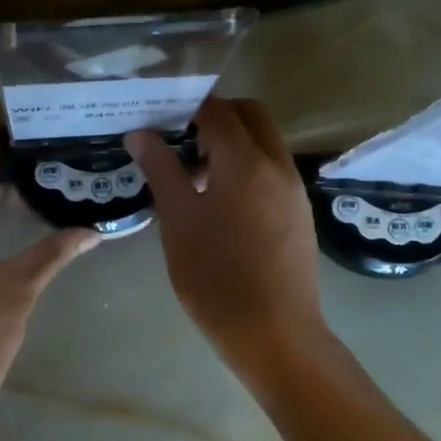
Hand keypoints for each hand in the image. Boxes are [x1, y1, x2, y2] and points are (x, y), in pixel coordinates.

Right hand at [125, 98, 327, 379]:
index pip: (217, 111)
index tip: (160, 119)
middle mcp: (277, 166)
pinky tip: (221, 205)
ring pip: (265, 143)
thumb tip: (140, 134)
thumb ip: (161, 171)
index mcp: (245, 163)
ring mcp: (294, 190)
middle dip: (216, 117)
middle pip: (251, 116)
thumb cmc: (215, 277)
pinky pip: (273, 171)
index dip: (186, 107)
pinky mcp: (300, 214)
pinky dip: (248, 168)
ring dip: (233, 144)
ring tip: (196, 178)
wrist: (274, 334)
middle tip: (181, 142)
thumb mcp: (178, 221)